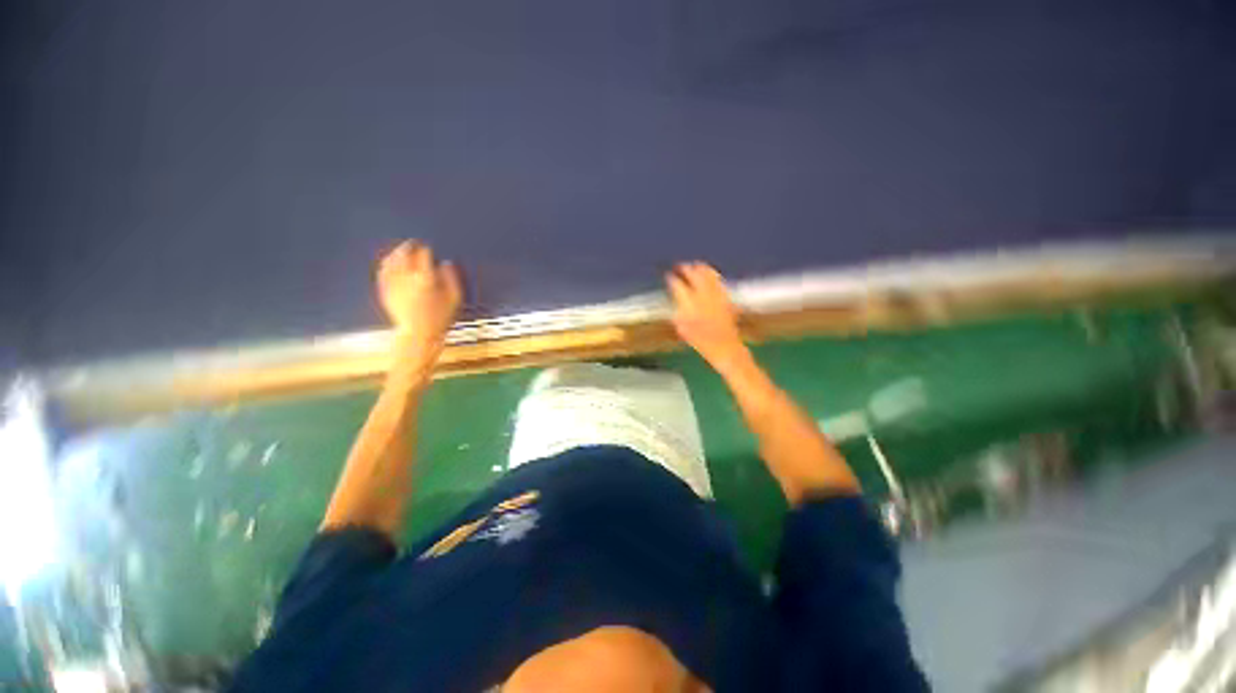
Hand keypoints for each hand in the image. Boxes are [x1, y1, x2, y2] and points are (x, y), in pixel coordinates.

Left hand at [378, 241, 461, 365]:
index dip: (426, 250)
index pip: (424, 256)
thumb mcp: (455, 298)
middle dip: (408, 247)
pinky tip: (388, 262)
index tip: (428, 248)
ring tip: (401, 250)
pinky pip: (383, 272)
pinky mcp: (385, 291)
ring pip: (391, 262)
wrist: (418, 334)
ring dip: (396, 253)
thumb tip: (446, 264)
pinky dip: (386, 264)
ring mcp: (394, 284)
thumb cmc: (440, 317)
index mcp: (425, 279)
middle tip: (413, 243)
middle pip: (404, 255)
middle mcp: (407, 278)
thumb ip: (452, 279)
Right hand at [666, 262, 749, 371]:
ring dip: (701, 269)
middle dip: (686, 269)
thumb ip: (678, 313)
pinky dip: (714, 276)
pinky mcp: (727, 299)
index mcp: (690, 304)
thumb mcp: (683, 329)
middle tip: (680, 266)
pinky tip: (712, 274)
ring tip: (696, 265)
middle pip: (694, 276)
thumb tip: (676, 303)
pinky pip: (719, 282)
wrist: (726, 348)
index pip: (678, 286)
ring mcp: (717, 296)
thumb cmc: (701, 343)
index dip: (672, 279)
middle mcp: (703, 296)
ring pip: (709, 277)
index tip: (668, 276)